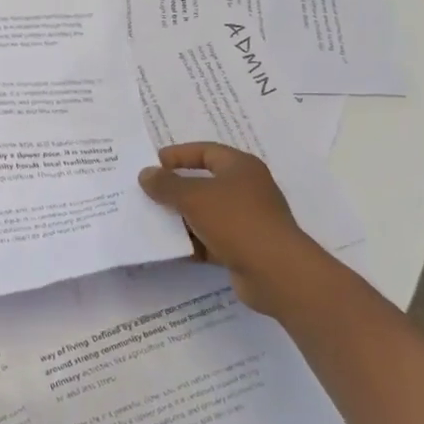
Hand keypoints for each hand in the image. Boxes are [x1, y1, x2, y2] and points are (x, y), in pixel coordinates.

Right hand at [139, 142, 327, 317]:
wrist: (276, 273)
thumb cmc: (236, 221)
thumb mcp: (194, 197)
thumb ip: (166, 184)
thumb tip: (146, 174)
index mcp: (241, 168)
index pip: (206, 151)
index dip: (179, 155)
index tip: (153, 163)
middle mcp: (247, 190)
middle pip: (205, 183)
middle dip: (176, 188)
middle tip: (148, 192)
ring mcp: (247, 220)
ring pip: (206, 213)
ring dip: (182, 217)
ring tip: (152, 219)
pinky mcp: (244, 248)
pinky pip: (211, 239)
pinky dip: (193, 242)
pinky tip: (171, 248)